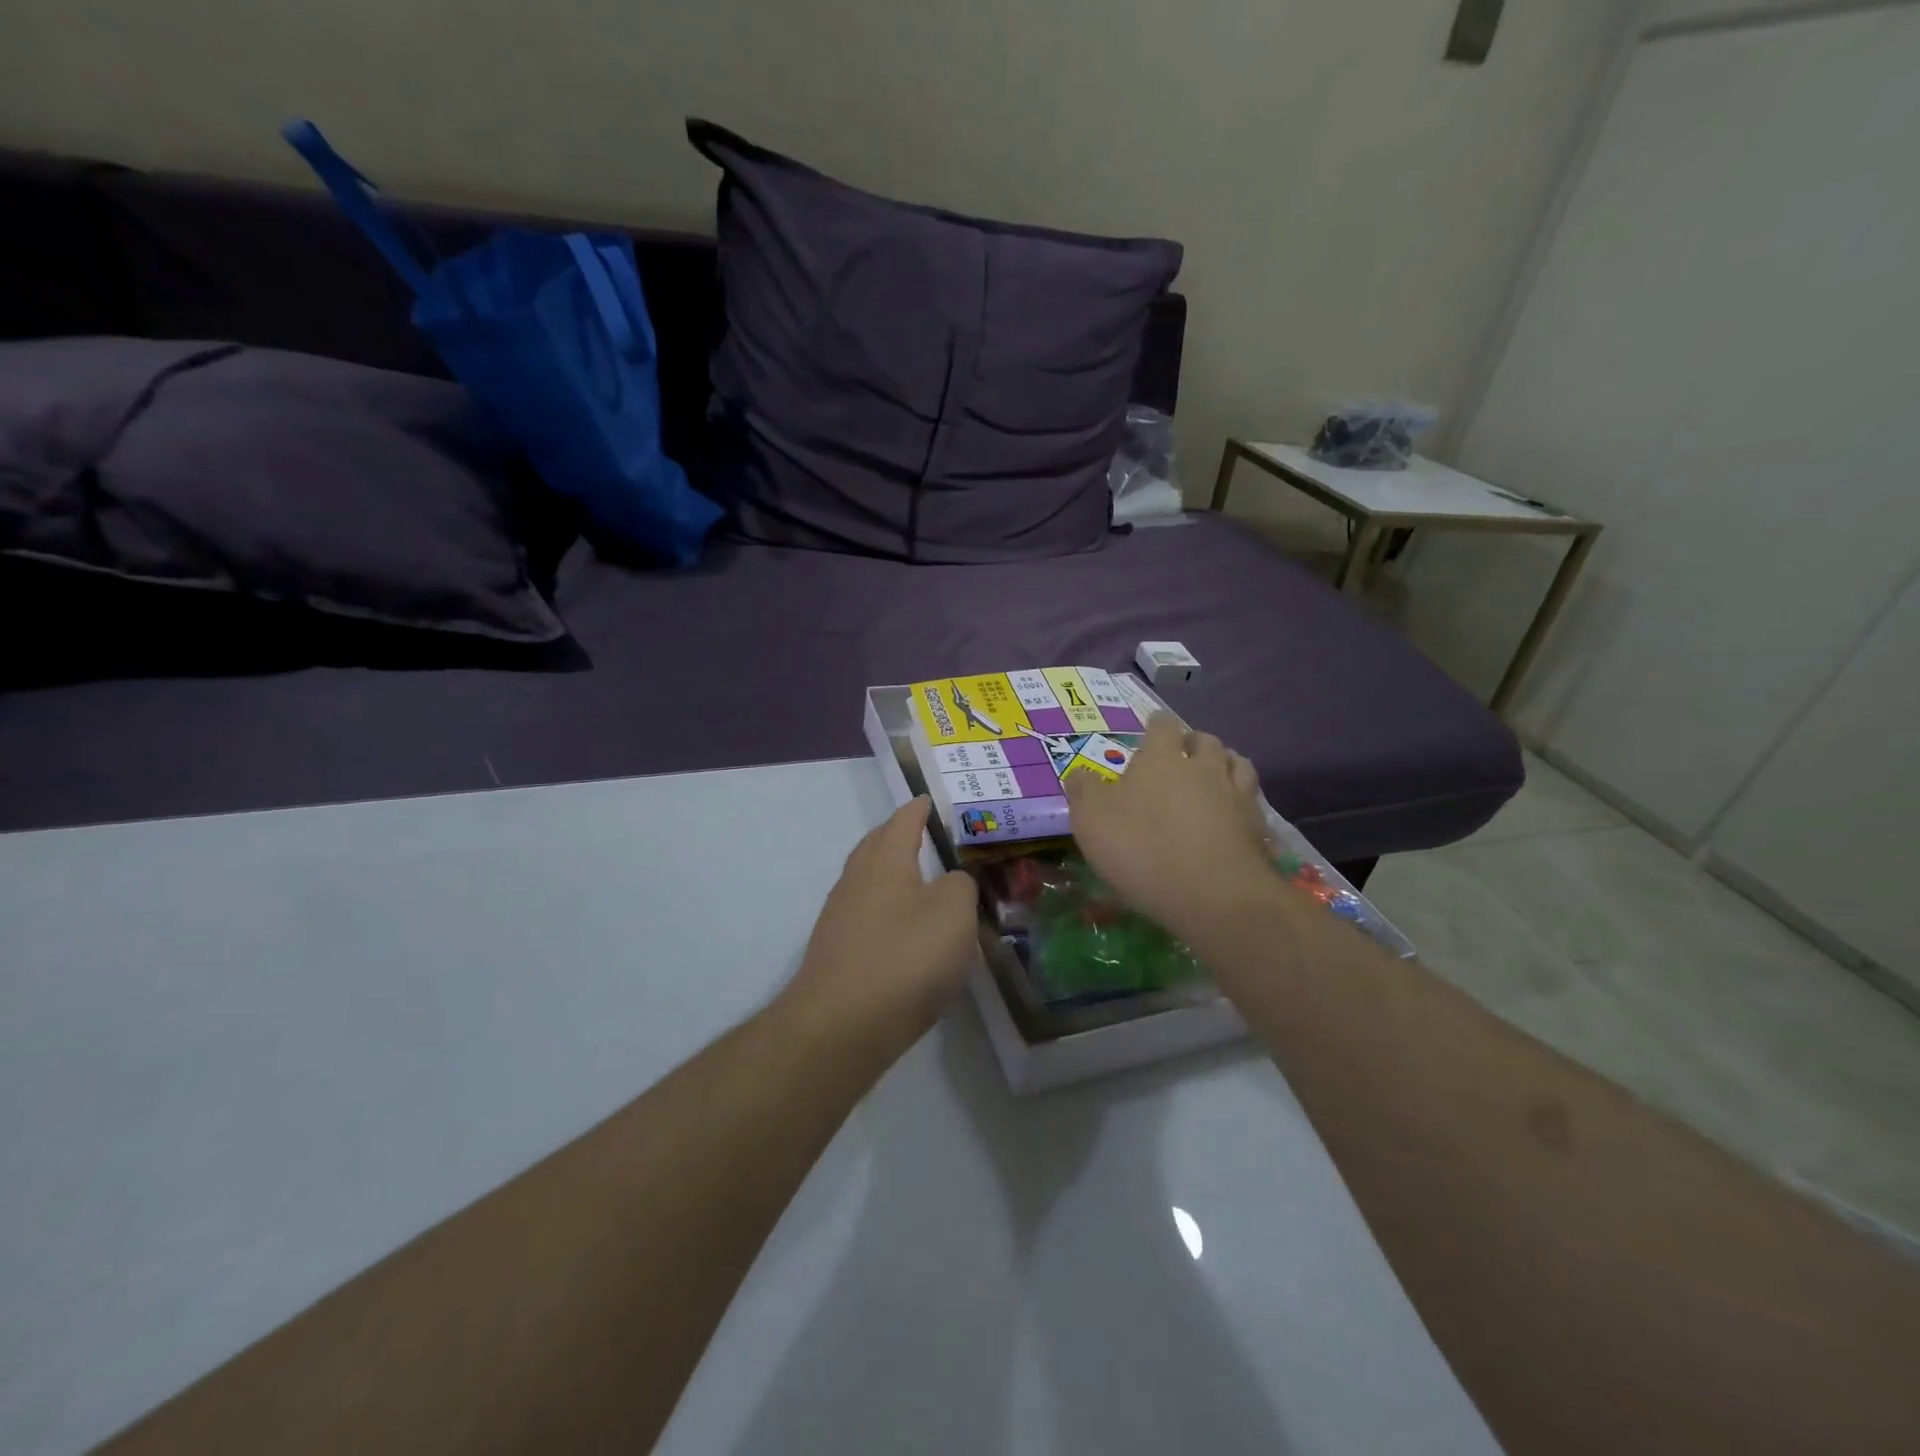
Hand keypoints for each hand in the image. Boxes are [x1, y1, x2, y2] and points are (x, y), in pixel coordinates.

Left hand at [780, 797, 979, 1057]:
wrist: (840, 1027)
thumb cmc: (904, 958)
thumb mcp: (954, 913)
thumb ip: (960, 886)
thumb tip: (950, 881)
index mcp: (884, 861)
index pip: (902, 821)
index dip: (918, 809)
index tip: (929, 799)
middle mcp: (856, 881)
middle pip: (876, 846)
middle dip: (897, 835)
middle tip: (923, 833)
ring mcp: (840, 918)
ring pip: (868, 881)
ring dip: (891, 874)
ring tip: (919, 880)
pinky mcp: (837, 953)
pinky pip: (866, 914)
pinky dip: (886, 908)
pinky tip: (902, 928)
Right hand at [1064, 713, 1274, 941]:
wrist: (1214, 895)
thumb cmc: (1143, 850)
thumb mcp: (1091, 820)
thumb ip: (1083, 791)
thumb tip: (1079, 774)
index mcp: (1162, 759)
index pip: (1162, 726)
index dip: (1156, 725)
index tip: (1150, 729)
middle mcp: (1203, 766)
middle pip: (1205, 740)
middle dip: (1192, 743)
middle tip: (1180, 757)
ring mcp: (1236, 794)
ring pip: (1236, 763)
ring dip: (1224, 763)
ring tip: (1212, 776)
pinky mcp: (1257, 825)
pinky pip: (1251, 798)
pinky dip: (1241, 797)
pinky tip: (1231, 811)